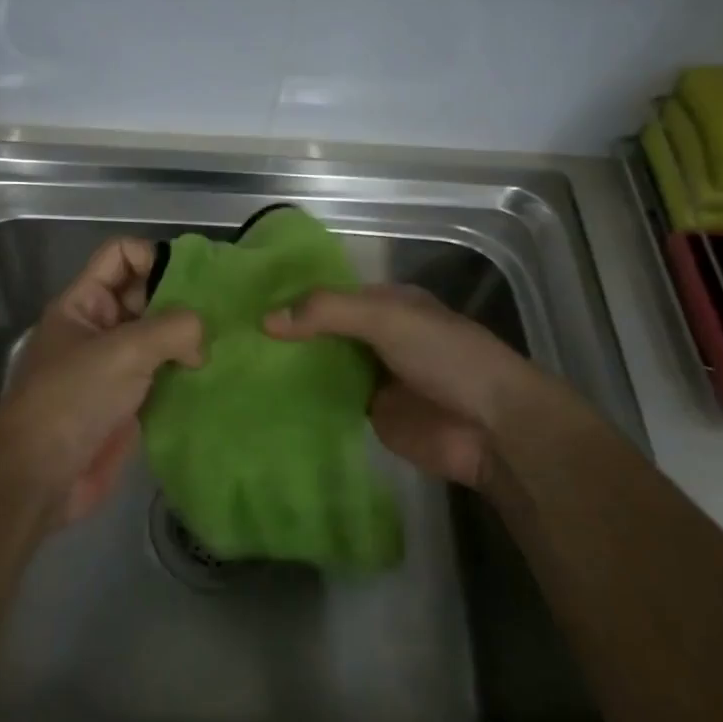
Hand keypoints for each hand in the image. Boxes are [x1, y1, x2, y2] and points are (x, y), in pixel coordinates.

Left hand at [0, 239, 202, 526]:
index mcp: (83, 303)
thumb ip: (171, 329)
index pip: (120, 256)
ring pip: (157, 339)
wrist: (40, 476)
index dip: (154, 256)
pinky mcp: (128, 404)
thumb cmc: (73, 399)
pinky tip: (218, 376)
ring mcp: (113, 369)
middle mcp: (98, 329)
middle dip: (181, 299)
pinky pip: (162, 378)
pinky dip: (186, 376)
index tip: (195, 280)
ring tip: (229, 343)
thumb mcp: (123, 351)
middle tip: (225, 312)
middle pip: (145, 295)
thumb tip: (200, 338)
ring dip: (188, 341)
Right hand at [264, 284, 542, 488]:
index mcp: (387, 303)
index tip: (246, 301)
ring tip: (237, 364)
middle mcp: (377, 335)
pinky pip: (328, 400)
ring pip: (323, 364)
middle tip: (231, 335)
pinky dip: (302, 397)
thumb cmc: (445, 357)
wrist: (491, 428)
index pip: (330, 293)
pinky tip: (263, 397)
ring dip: (291, 365)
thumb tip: (265, 319)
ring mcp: (373, 376)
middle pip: (323, 329)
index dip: (293, 295)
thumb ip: (328, 312)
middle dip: (287, 332)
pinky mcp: (369, 413)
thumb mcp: (387, 318)